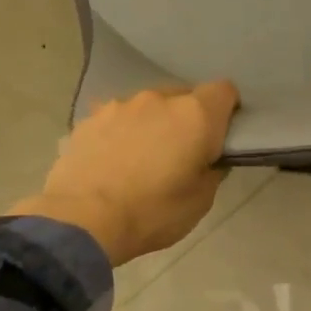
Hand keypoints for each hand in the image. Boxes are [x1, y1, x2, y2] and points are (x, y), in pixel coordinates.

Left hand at [10, 82, 239, 264]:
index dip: (226, 111)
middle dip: (186, 119)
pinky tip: (111, 162)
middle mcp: (158, 99)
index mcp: (194, 115)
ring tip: (139, 159)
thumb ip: (211, 170)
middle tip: (179, 154)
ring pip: (146, 107)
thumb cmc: (152, 212)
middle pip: (183, 96)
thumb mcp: (200, 201)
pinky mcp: (89, 118)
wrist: (83, 219)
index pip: (224, 91)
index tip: (220, 136)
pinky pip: (116, 119)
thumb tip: (208, 159)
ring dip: (150, 124)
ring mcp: (119, 105)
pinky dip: (120, 133)